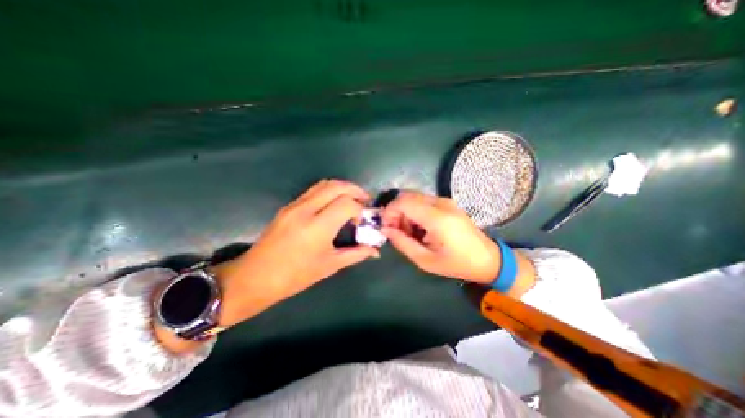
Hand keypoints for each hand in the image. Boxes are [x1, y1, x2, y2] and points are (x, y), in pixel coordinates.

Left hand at [215, 180, 377, 325]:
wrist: (256, 277)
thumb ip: (356, 254)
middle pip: (337, 186)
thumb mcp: (330, 265)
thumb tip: (375, 251)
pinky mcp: (289, 206)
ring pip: (324, 184)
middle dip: (355, 190)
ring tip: (352, 200)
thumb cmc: (295, 276)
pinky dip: (329, 191)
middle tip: (365, 201)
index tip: (363, 220)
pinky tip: (334, 205)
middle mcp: (306, 210)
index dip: (360, 209)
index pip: (347, 203)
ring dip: (342, 188)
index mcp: (318, 227)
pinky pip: (314, 190)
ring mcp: (295, 205)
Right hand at [380, 191, 496, 283]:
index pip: (403, 202)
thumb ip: (402, 242)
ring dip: (405, 212)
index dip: (389, 212)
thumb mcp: (425, 260)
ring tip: (409, 232)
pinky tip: (420, 227)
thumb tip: (385, 229)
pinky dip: (414, 211)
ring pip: (413, 197)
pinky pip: (423, 200)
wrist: (487, 259)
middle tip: (396, 231)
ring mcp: (445, 200)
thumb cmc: (456, 263)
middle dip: (395, 212)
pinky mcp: (447, 202)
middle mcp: (441, 203)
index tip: (386, 227)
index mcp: (437, 218)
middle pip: (406, 196)